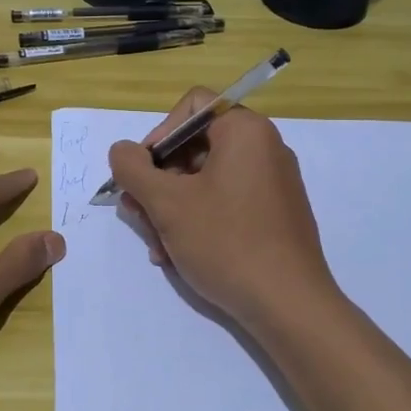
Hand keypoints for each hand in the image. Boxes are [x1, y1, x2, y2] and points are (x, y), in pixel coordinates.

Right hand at [109, 91, 335, 329]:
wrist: (288, 304)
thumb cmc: (226, 242)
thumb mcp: (167, 203)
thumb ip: (133, 169)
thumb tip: (122, 151)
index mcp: (246, 131)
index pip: (192, 106)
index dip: (159, 134)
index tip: (142, 172)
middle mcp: (264, 149)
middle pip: (195, 147)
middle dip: (159, 181)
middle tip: (137, 213)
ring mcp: (272, 184)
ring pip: (206, 181)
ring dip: (171, 208)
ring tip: (155, 244)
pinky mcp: (274, 215)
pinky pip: (226, 203)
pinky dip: (198, 221)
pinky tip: (177, 255)